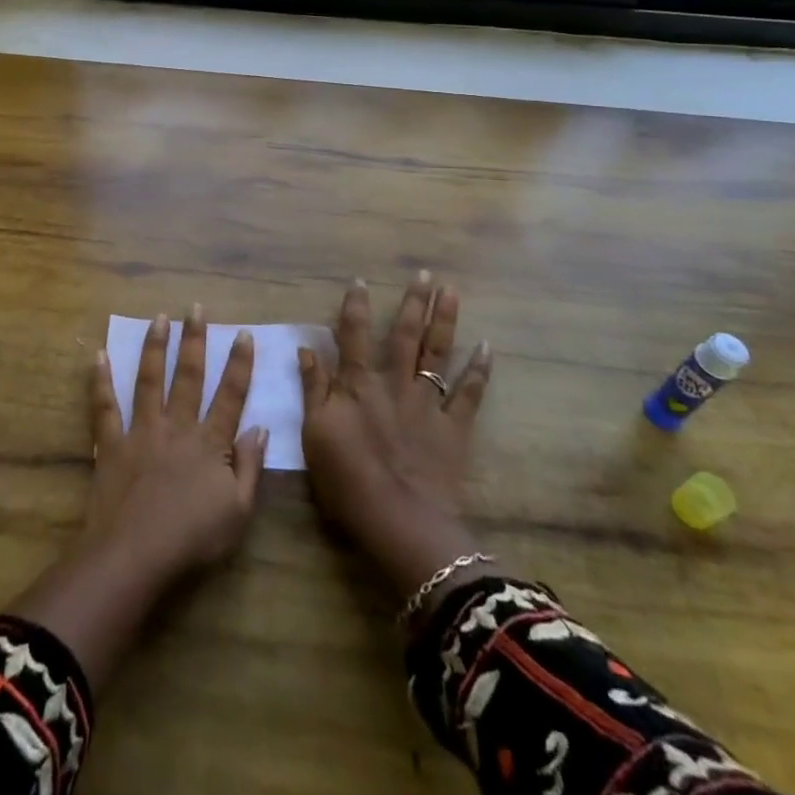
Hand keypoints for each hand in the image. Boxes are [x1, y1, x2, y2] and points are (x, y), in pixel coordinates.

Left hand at [82, 306, 266, 581]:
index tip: (242, 334)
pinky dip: (101, 381)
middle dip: (194, 340)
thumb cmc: (192, 539)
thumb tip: (260, 428)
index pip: (230, 395)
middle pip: (188, 376)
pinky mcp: (112, 444)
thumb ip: (250, 467)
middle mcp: (177, 426)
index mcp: (210, 443)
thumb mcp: (238, 512)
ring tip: (159, 318)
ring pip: (149, 380)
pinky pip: (105, 406)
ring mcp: (142, 431)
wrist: (135, 554)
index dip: (239, 364)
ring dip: (155, 347)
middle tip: (196, 308)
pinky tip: (99, 355)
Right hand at [299, 275, 493, 603]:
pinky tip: (487, 347)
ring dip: (445, 320)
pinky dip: (479, 370)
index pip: (354, 335)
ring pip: (438, 353)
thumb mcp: (315, 433)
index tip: (361, 281)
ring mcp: (428, 403)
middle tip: (426, 274)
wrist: (400, 520)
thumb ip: (313, 389)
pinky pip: (470, 393)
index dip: (356, 307)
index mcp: (358, 384)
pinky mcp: (454, 428)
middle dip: (414, 302)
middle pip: (405, 335)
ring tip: (453, 291)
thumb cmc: (347, 480)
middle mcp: (394, 383)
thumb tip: (307, 348)